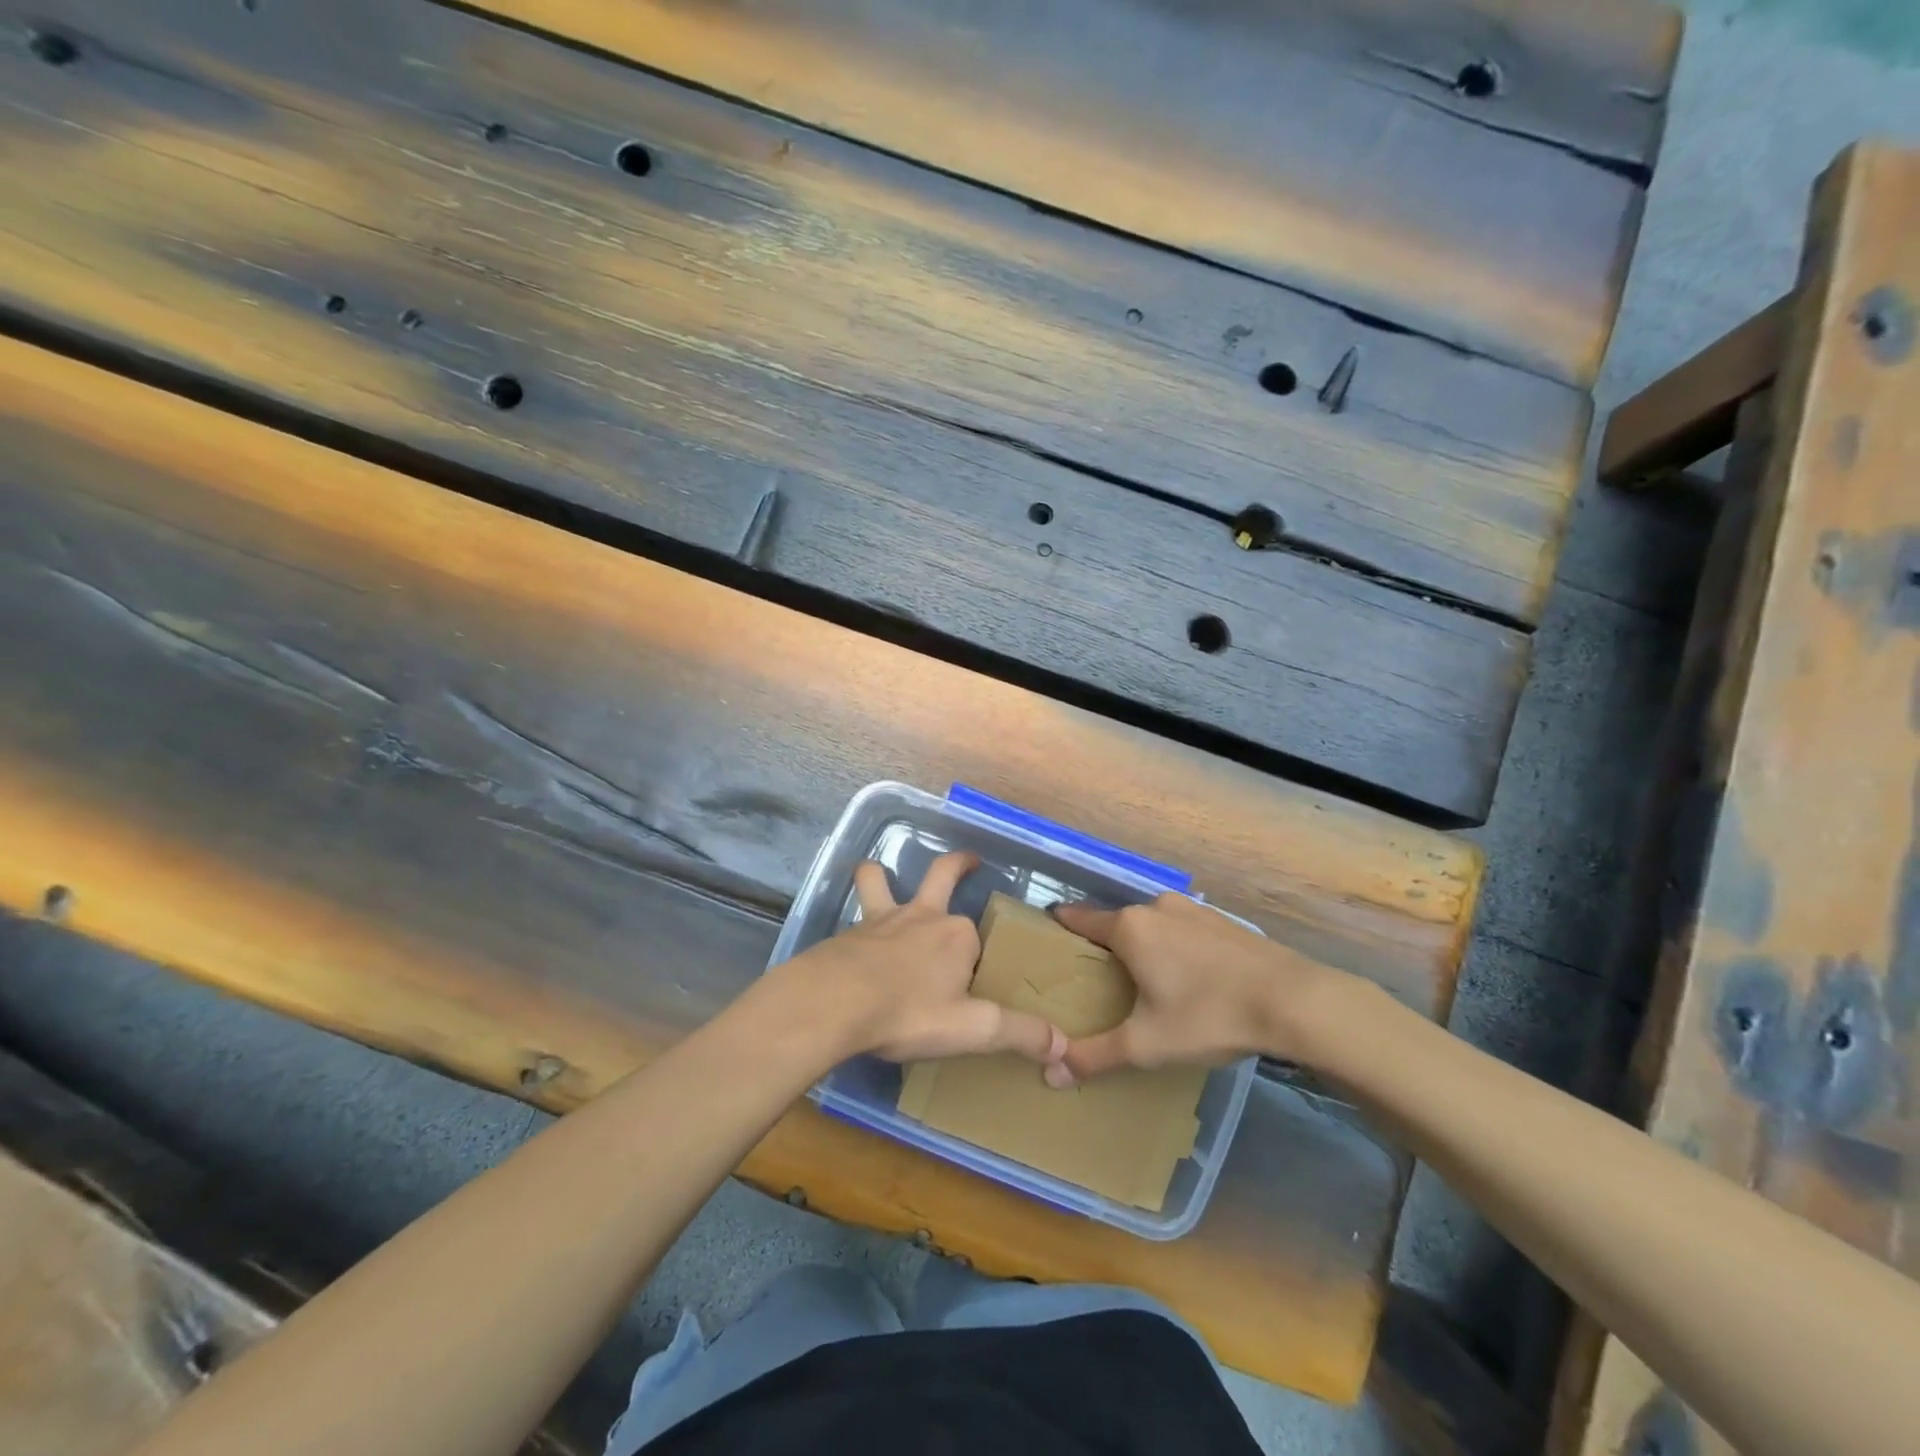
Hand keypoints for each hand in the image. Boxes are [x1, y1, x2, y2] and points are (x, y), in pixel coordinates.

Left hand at [781, 851, 1067, 1066]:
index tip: (974, 985)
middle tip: (970, 860)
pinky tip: (850, 943)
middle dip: (959, 865)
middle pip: (942, 877)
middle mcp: (922, 917)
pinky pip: (854, 919)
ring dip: (880, 875)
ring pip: (880, 884)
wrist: (835, 1002)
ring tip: (878, 873)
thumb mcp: (972, 1029)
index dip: (976, 960)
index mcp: (956, 936)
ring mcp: (881, 921)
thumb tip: (1063, 1044)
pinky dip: (855, 922)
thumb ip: (1018, 1033)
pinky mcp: (848, 934)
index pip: (976, 940)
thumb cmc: (909, 1012)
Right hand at [1044, 892, 1344, 1085]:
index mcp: (1130, 927)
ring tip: (1143, 982)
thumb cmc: (1209, 1015)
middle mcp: (1156, 907)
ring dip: (1143, 946)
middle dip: (1105, 947)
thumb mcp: (1147, 1044)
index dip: (1061, 928)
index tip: (1047, 940)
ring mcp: (1192, 909)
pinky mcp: (1222, 920)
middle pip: (1117, 924)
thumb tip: (1050, 1074)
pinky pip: (1182, 929)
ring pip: (1152, 925)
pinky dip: (1174, 947)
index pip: (1080, 919)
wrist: (1295, 1000)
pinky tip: (1188, 978)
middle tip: (1098, 981)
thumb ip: (1095, 1056)